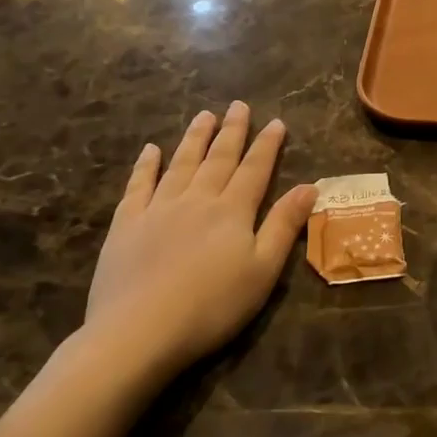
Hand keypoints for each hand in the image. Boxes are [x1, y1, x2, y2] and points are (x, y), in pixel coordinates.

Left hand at [83, 103, 315, 380]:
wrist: (139, 331)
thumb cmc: (212, 306)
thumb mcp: (262, 270)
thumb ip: (284, 225)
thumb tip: (309, 186)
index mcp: (232, 211)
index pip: (255, 169)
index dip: (267, 145)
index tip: (276, 121)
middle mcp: (197, 199)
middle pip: (219, 158)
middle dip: (231, 130)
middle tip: (238, 105)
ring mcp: (158, 208)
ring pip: (181, 163)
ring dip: (194, 137)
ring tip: (204, 115)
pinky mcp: (127, 224)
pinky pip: (139, 184)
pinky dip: (146, 164)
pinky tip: (151, 150)